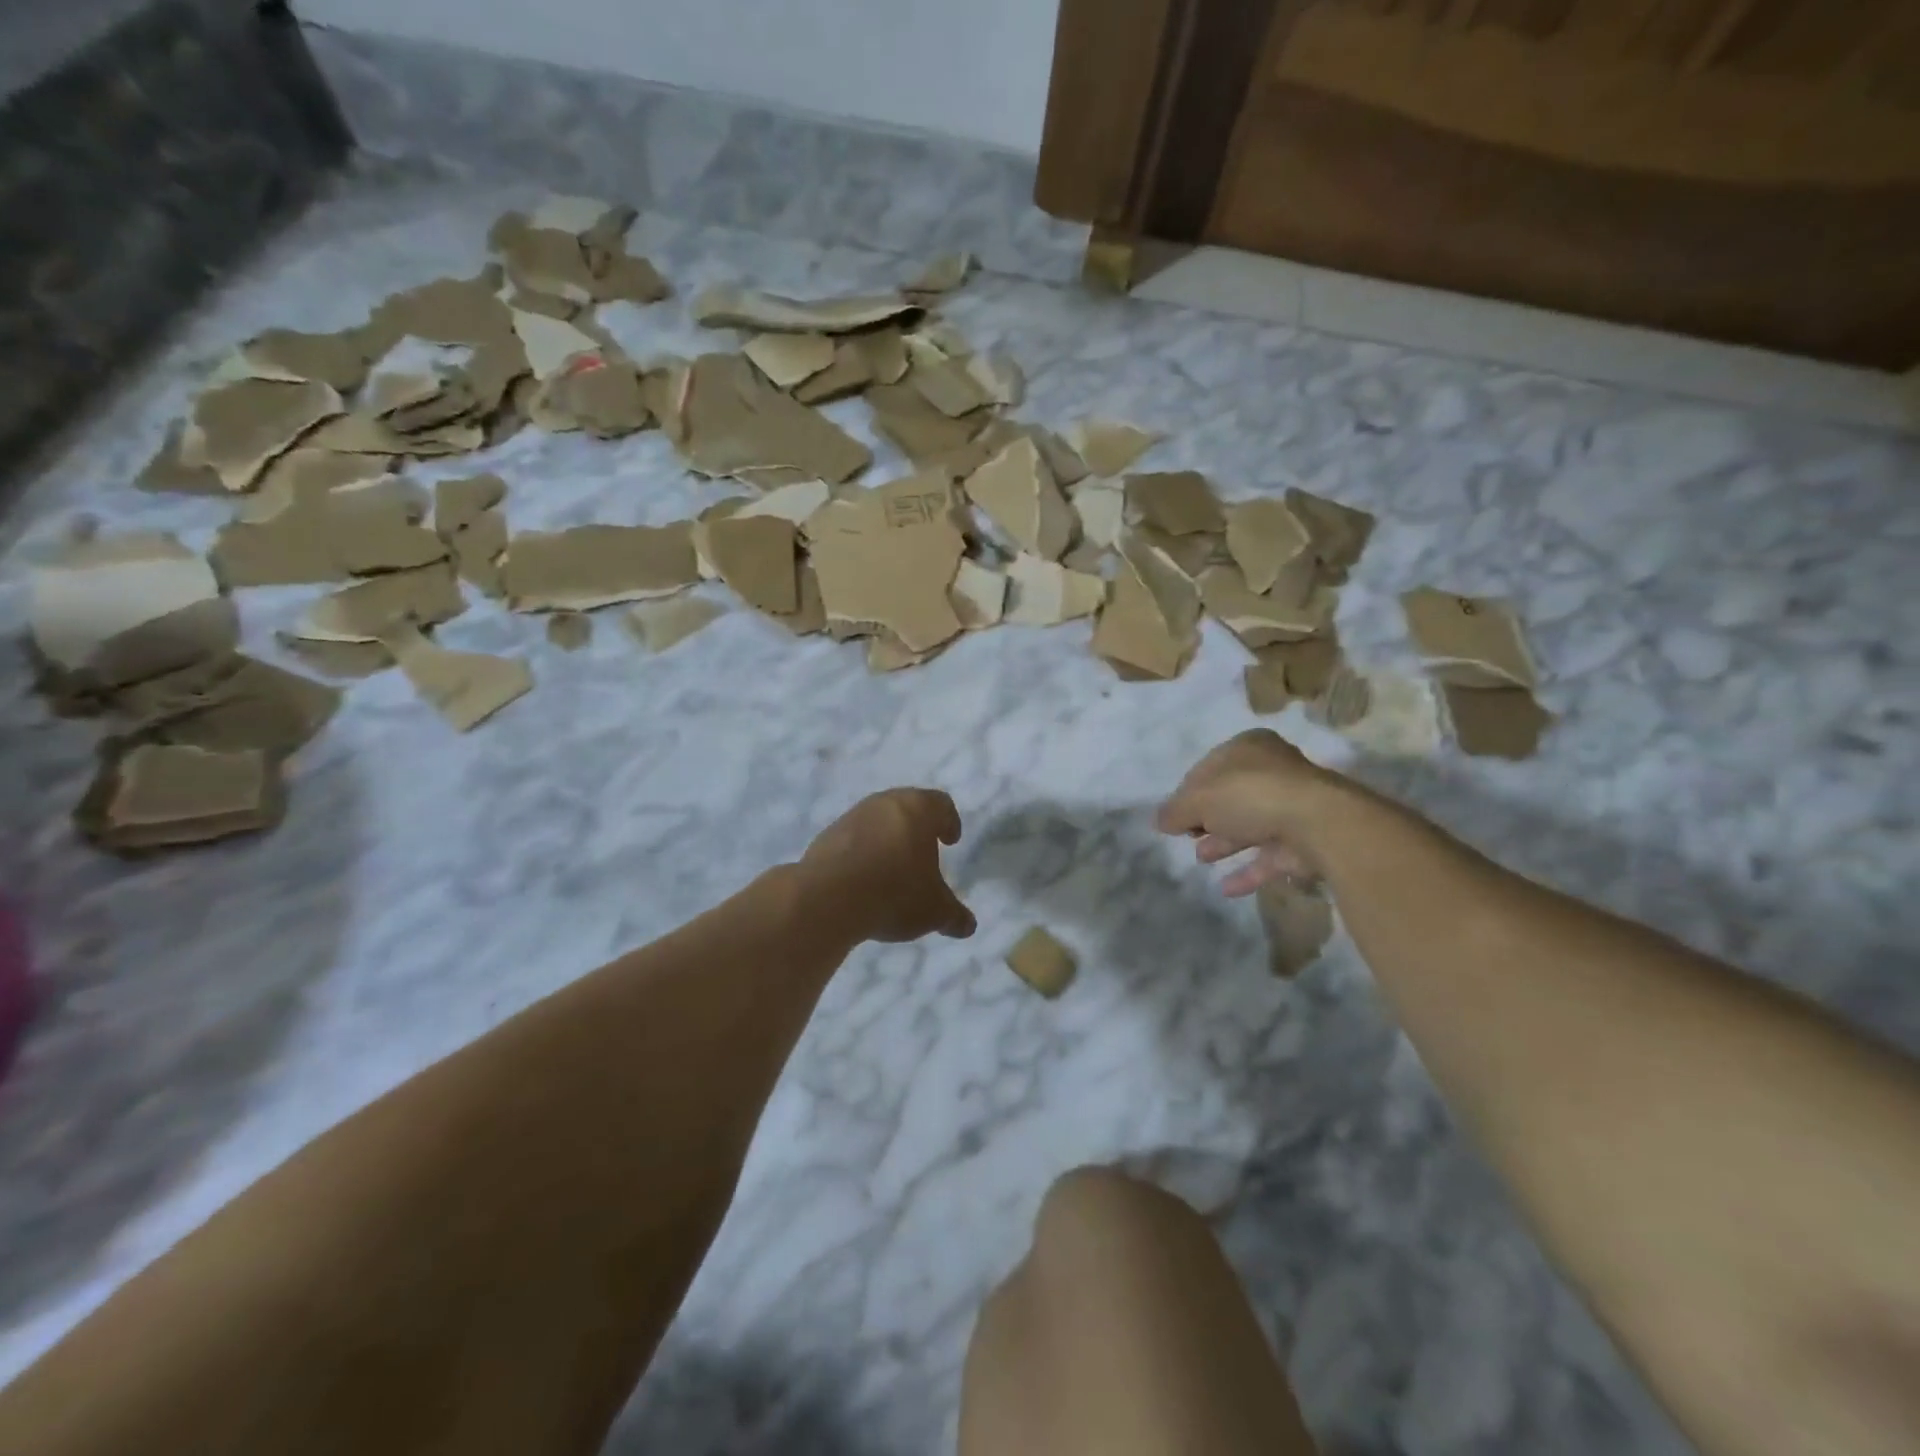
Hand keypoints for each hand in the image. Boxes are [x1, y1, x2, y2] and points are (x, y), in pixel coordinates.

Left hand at [800, 789, 976, 942]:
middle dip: (918, 828)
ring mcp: (852, 817)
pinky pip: (853, 839)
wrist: (826, 898)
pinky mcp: (826, 836)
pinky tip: (864, 880)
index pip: (941, 804)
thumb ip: (954, 915)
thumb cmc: (894, 893)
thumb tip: (968, 925)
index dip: (949, 821)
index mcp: (917, 809)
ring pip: (878, 821)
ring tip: (893, 869)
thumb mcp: (934, 911)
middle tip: (924, 851)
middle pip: (907, 807)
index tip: (950, 840)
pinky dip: (863, 852)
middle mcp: (884, 803)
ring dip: (888, 839)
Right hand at [1157, 730, 1342, 895]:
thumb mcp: (1198, 799)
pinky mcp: (1305, 840)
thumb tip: (1159, 821)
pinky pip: (1269, 855)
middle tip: (1188, 836)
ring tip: (1201, 858)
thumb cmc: (1250, 795)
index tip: (1173, 816)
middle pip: (1230, 796)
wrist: (1317, 823)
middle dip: (1206, 818)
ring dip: (1224, 842)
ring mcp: (1292, 806)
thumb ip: (1174, 810)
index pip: (1208, 768)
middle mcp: (1273, 771)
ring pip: (1250, 824)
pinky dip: (1248, 870)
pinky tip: (1225, 888)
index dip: (1186, 792)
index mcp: (1248, 748)